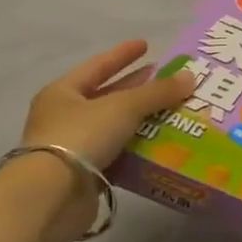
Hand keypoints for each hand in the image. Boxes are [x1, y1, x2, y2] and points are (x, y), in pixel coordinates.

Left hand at [21, 41, 196, 167]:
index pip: (98, 66)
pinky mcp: (84, 175)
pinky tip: (161, 145)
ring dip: (142, 120)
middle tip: (165, 81)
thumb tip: (190, 77)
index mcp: (63, 93)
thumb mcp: (123, 106)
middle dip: (137, 88)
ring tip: (174, 112)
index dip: (123, 54)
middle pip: (107, 96)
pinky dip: (137, 149)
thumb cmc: (81, 136)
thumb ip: (157, 92)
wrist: (51, 197)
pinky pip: (117, 154)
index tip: (146, 44)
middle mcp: (64, 117)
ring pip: (115, 127)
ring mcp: (72, 147)